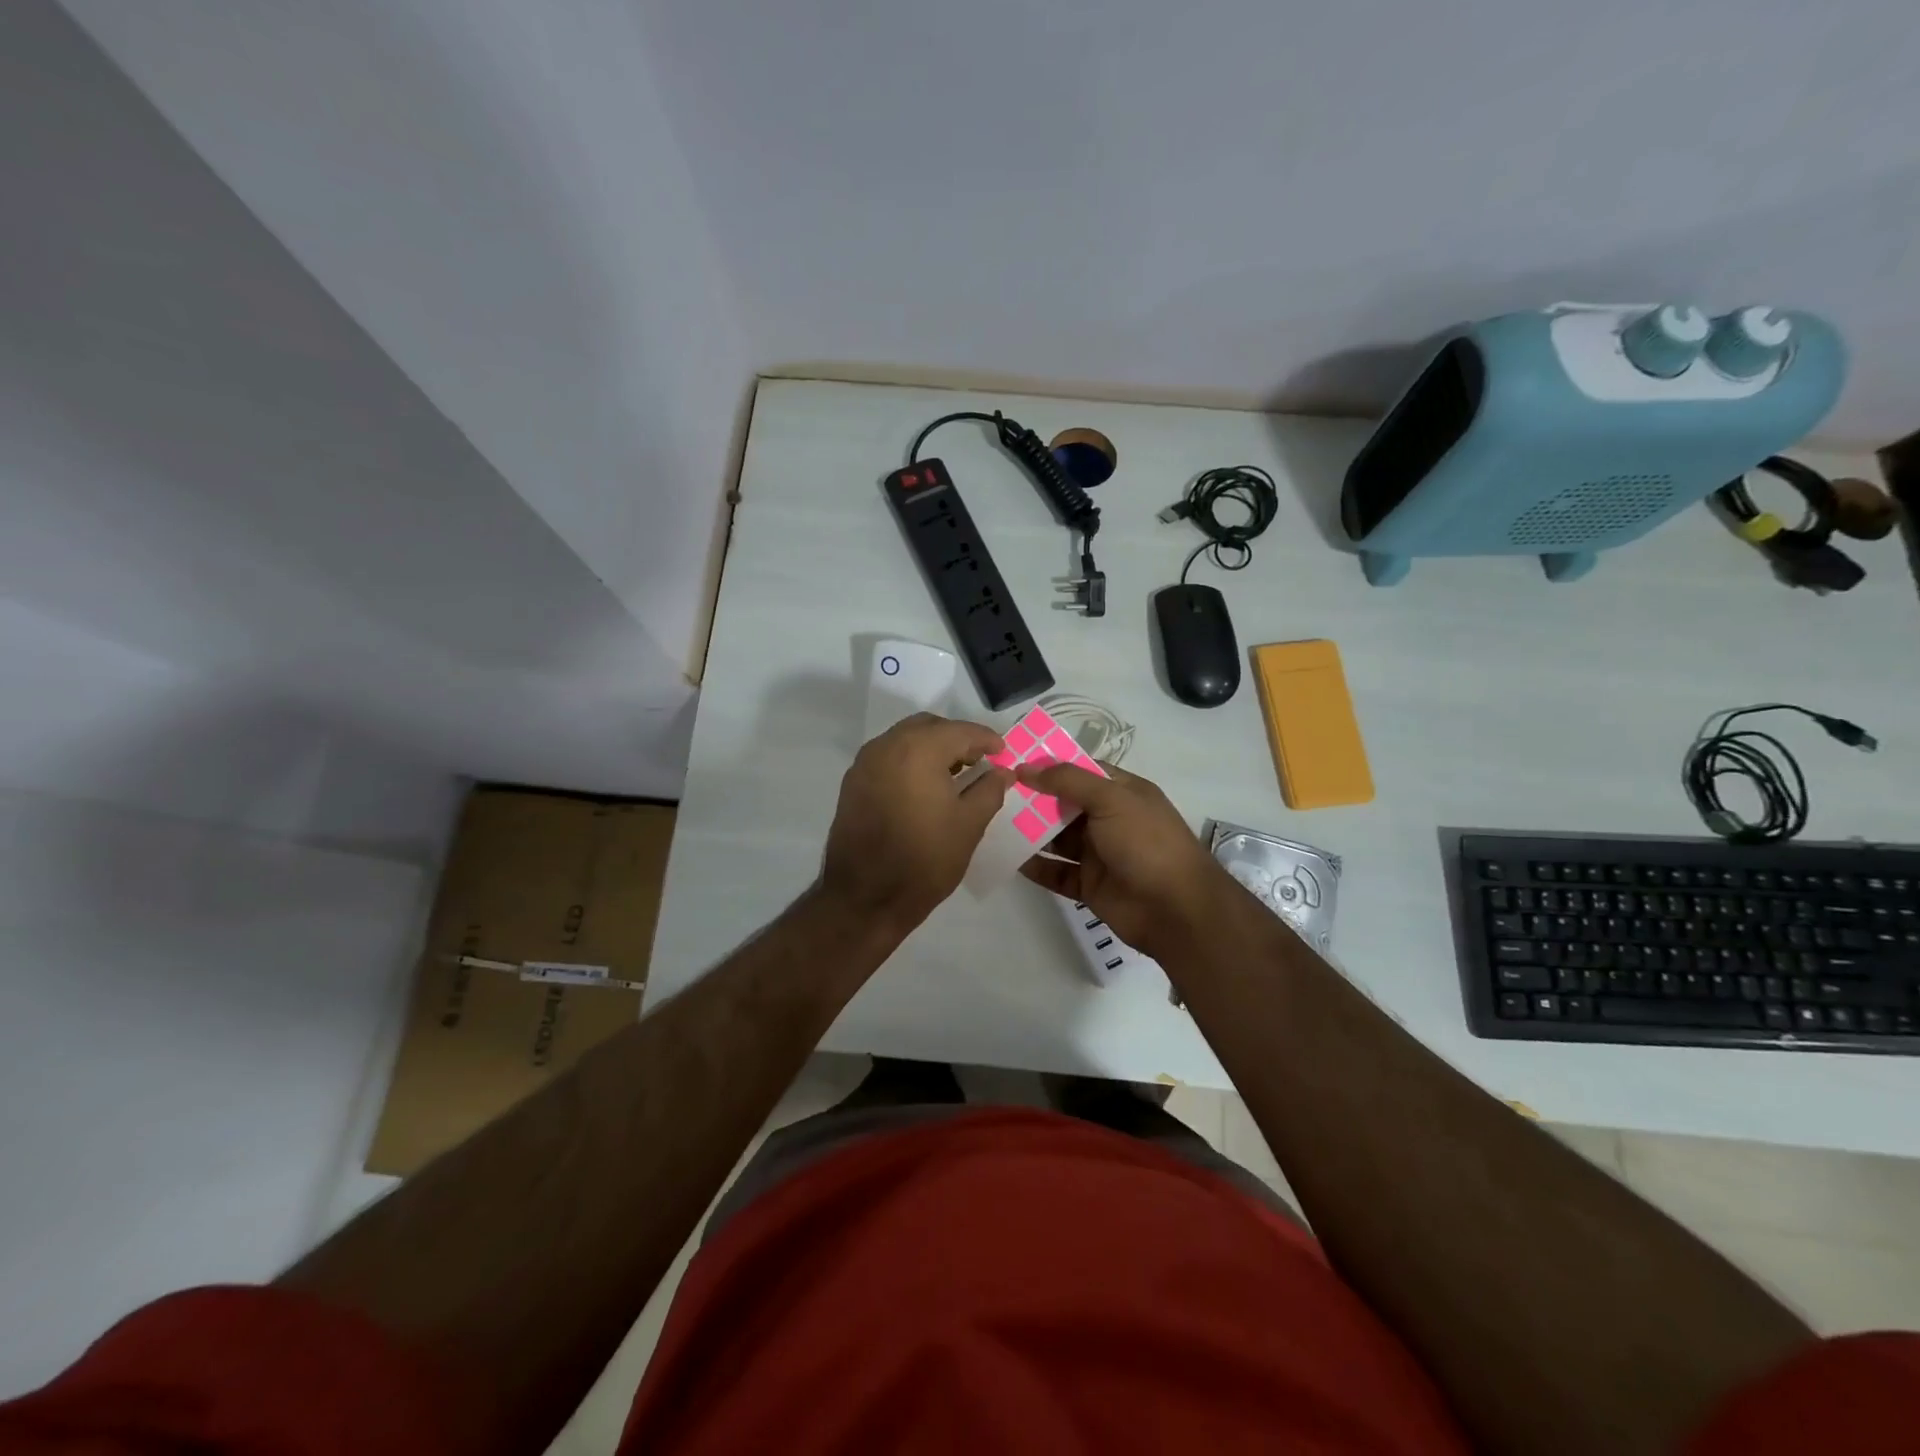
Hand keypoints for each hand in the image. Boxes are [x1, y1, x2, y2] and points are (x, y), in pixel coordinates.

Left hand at [818, 714, 1010, 932]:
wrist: (864, 898)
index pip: (960, 731)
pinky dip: (910, 761)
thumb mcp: (969, 824)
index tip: (1003, 753)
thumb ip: (990, 789)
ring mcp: (865, 763)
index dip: (986, 739)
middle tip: (979, 761)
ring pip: (905, 739)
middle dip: (957, 738)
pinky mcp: (853, 783)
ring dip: (931, 748)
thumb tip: (1002, 772)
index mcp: (918, 749)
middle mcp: (887, 745)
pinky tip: (925, 787)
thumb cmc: (924, 860)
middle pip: (929, 727)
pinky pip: (888, 757)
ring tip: (955, 774)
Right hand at [1014, 761, 1224, 955]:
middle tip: (992, 792)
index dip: (1049, 766)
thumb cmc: (1147, 843)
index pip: (1081, 771)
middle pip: (1065, 805)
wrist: (1175, 910)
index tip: (1012, 762)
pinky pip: (1057, 872)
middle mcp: (1110, 820)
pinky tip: (1008, 858)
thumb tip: (1026, 767)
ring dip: (1029, 832)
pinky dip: (1036, 866)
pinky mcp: (1090, 885)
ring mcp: (1100, 854)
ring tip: (993, 823)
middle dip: (1033, 799)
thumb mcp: (1111, 799)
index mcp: (1123, 793)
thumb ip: (1068, 781)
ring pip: (1057, 839)